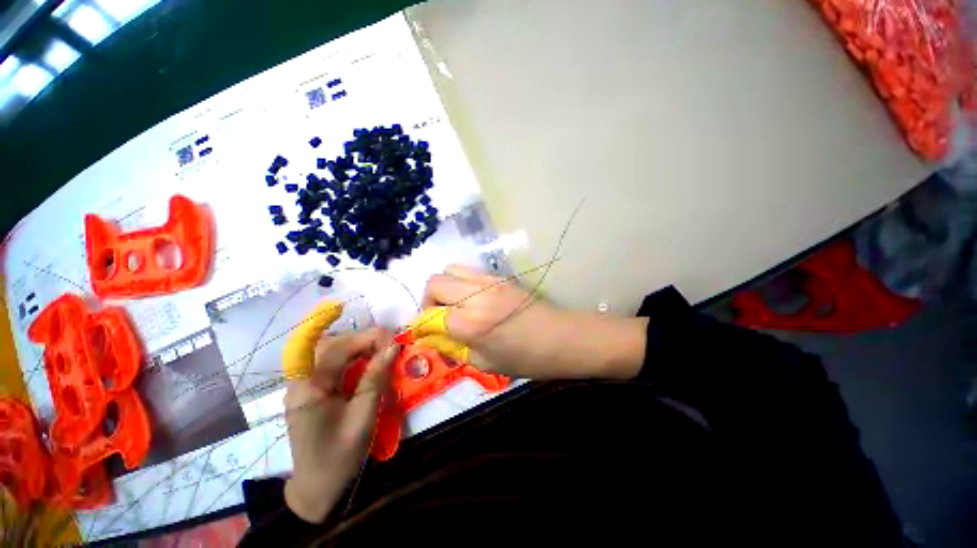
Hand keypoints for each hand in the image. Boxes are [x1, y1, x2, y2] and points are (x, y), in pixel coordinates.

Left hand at [281, 301, 398, 522]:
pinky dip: (357, 357)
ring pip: (334, 351)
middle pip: (332, 346)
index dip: (321, 322)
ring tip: (386, 352)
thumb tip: (393, 347)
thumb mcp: (363, 417)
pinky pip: (337, 364)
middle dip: (363, 339)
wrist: (318, 489)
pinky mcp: (316, 389)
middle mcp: (303, 381)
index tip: (344, 307)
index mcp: (308, 389)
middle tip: (392, 345)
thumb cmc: (339, 457)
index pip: (322, 348)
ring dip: (361, 346)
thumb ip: (377, 379)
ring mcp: (308, 385)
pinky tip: (372, 363)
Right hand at [417, 265, 647, 379]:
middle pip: (434, 283)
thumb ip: (453, 349)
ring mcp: (489, 281)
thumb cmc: (526, 358)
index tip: (423, 332)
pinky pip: (469, 271)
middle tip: (439, 316)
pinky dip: (461, 282)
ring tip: (453, 304)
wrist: (563, 337)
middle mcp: (476, 296)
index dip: (420, 325)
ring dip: (444, 287)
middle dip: (428, 301)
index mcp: (471, 324)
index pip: (429, 315)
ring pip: (450, 269)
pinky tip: (471, 298)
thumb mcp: (485, 363)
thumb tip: (430, 338)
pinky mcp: (500, 276)